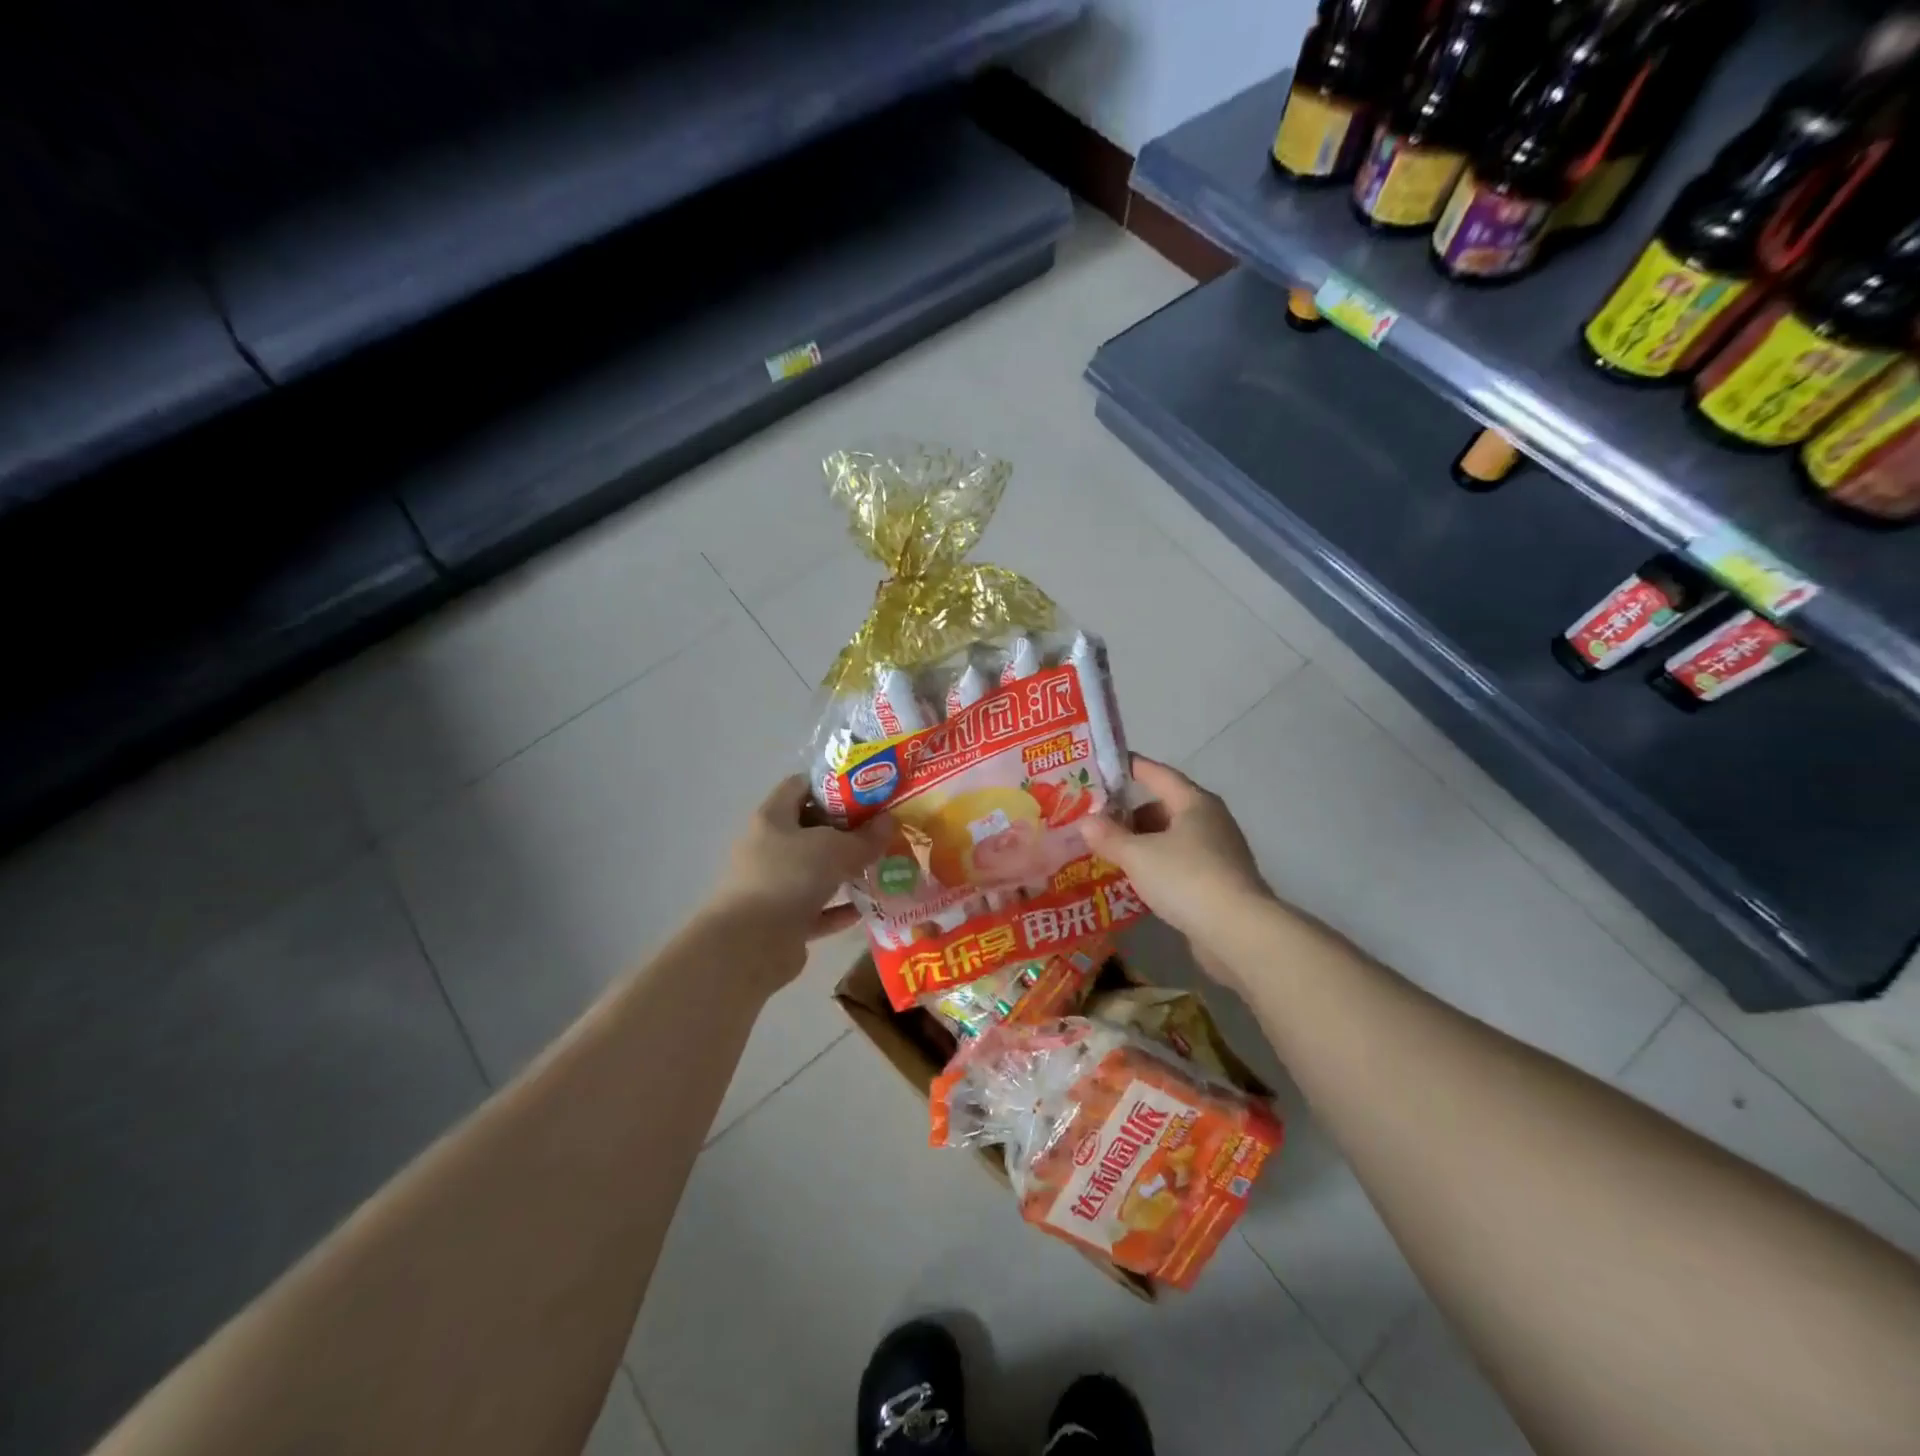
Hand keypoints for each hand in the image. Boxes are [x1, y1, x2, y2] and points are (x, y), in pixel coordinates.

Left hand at [712, 775, 893, 948]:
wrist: (750, 945)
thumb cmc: (789, 878)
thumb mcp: (835, 849)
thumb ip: (865, 837)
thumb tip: (889, 822)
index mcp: (773, 818)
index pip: (801, 785)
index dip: (833, 784)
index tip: (867, 790)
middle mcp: (768, 847)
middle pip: (810, 829)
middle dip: (846, 830)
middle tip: (881, 830)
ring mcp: (773, 885)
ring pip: (815, 871)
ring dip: (845, 871)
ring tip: (881, 867)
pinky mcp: (782, 920)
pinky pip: (817, 909)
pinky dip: (839, 908)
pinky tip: (867, 907)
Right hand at [1080, 756, 1274, 969]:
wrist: (1238, 933)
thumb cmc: (1187, 878)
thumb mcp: (1138, 855)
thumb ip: (1109, 837)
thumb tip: (1085, 821)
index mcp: (1195, 803)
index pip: (1159, 774)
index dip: (1132, 767)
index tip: (1106, 765)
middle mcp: (1211, 821)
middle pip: (1165, 807)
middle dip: (1131, 814)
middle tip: (1098, 822)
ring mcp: (1219, 854)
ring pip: (1172, 839)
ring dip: (1143, 843)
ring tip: (1111, 853)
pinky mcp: (1220, 884)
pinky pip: (1181, 865)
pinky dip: (1158, 867)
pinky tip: (1136, 881)